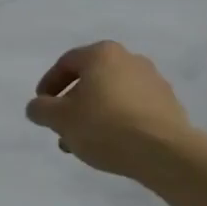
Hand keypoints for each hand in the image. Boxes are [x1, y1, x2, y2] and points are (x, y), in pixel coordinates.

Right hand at [24, 40, 190, 177]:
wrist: (164, 152)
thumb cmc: (105, 126)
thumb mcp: (59, 119)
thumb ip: (40, 109)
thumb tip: (37, 107)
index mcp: (102, 53)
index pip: (66, 63)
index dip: (48, 85)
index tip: (41, 108)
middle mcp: (130, 59)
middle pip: (90, 80)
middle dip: (72, 105)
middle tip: (62, 129)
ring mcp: (154, 81)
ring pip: (112, 96)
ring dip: (93, 116)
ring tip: (84, 144)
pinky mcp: (169, 105)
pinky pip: (133, 109)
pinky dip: (117, 122)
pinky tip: (111, 145)